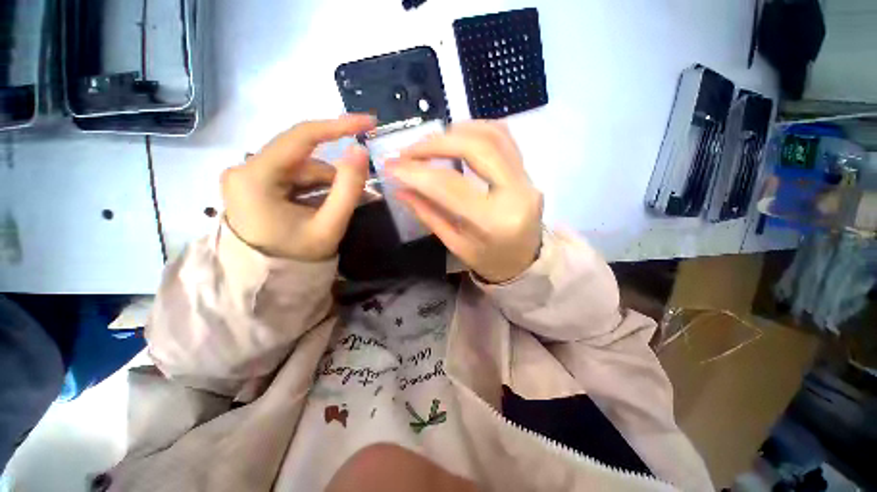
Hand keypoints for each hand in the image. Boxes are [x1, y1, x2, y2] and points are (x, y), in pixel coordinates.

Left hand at [221, 114, 375, 260]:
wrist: (265, 284)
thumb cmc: (296, 259)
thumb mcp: (329, 225)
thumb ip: (348, 188)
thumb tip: (361, 151)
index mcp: (255, 177)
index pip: (301, 137)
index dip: (338, 126)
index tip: (368, 122)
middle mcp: (244, 169)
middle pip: (302, 158)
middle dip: (333, 175)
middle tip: (359, 194)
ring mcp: (245, 177)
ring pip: (299, 168)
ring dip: (324, 184)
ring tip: (339, 208)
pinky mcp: (251, 184)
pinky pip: (291, 177)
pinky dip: (312, 188)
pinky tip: (322, 206)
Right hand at [387, 121, 542, 282]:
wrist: (526, 262)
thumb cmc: (489, 260)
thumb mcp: (455, 244)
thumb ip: (428, 214)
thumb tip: (400, 188)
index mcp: (495, 222)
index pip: (450, 187)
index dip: (416, 172)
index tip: (391, 166)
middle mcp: (517, 193)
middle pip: (476, 148)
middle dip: (435, 143)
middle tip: (408, 151)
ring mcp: (527, 178)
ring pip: (492, 135)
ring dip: (455, 132)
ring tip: (429, 143)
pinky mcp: (528, 172)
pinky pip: (504, 137)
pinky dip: (476, 130)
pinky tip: (456, 137)